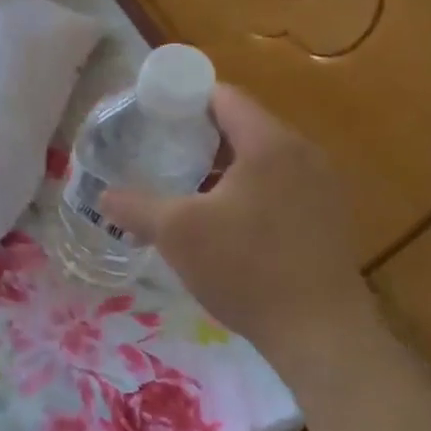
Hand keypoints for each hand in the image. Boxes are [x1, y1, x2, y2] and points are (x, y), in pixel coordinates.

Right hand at [101, 85, 374, 372]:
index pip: (223, 96)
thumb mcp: (176, 233)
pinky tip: (223, 219)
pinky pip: (279, 183)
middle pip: (243, 124)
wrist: (321, 334)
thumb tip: (102, 196)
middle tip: (160, 150)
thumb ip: (135, 207)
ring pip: (262, 157)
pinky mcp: (327, 217)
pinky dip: (248, 187)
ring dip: (223, 164)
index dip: (184, 98)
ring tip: (185, 185)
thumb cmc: (246, 267)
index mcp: (269, 143)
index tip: (151, 114)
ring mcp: (322, 186)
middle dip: (199, 134)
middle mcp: (303, 153)